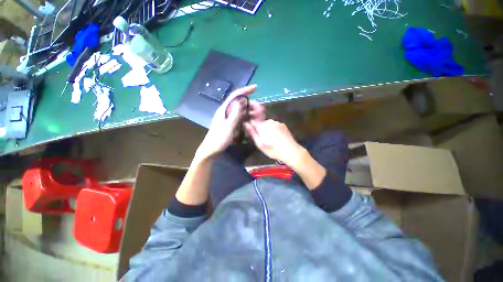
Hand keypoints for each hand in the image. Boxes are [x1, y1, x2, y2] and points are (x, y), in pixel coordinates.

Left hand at [195, 85, 257, 159]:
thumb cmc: (217, 141)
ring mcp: (227, 117)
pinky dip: (246, 116)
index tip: (255, 87)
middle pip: (238, 102)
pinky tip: (251, 119)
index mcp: (223, 111)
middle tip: (259, 108)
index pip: (234, 96)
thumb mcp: (227, 129)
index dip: (245, 90)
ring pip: (240, 109)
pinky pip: (239, 116)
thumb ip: (234, 116)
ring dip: (249, 110)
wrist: (210, 150)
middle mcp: (225, 111)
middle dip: (249, 102)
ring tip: (257, 114)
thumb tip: (240, 102)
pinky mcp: (229, 122)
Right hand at [244, 119, 304, 166]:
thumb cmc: (273, 150)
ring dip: (267, 129)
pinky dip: (274, 129)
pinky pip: (275, 125)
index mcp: (262, 126)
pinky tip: (277, 137)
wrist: (290, 151)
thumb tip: (246, 124)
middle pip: (261, 123)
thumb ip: (252, 133)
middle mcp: (269, 121)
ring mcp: (277, 122)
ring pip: (268, 124)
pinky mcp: (283, 125)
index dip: (252, 127)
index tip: (253, 133)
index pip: (253, 122)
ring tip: (271, 140)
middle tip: (263, 140)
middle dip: (260, 129)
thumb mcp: (260, 144)